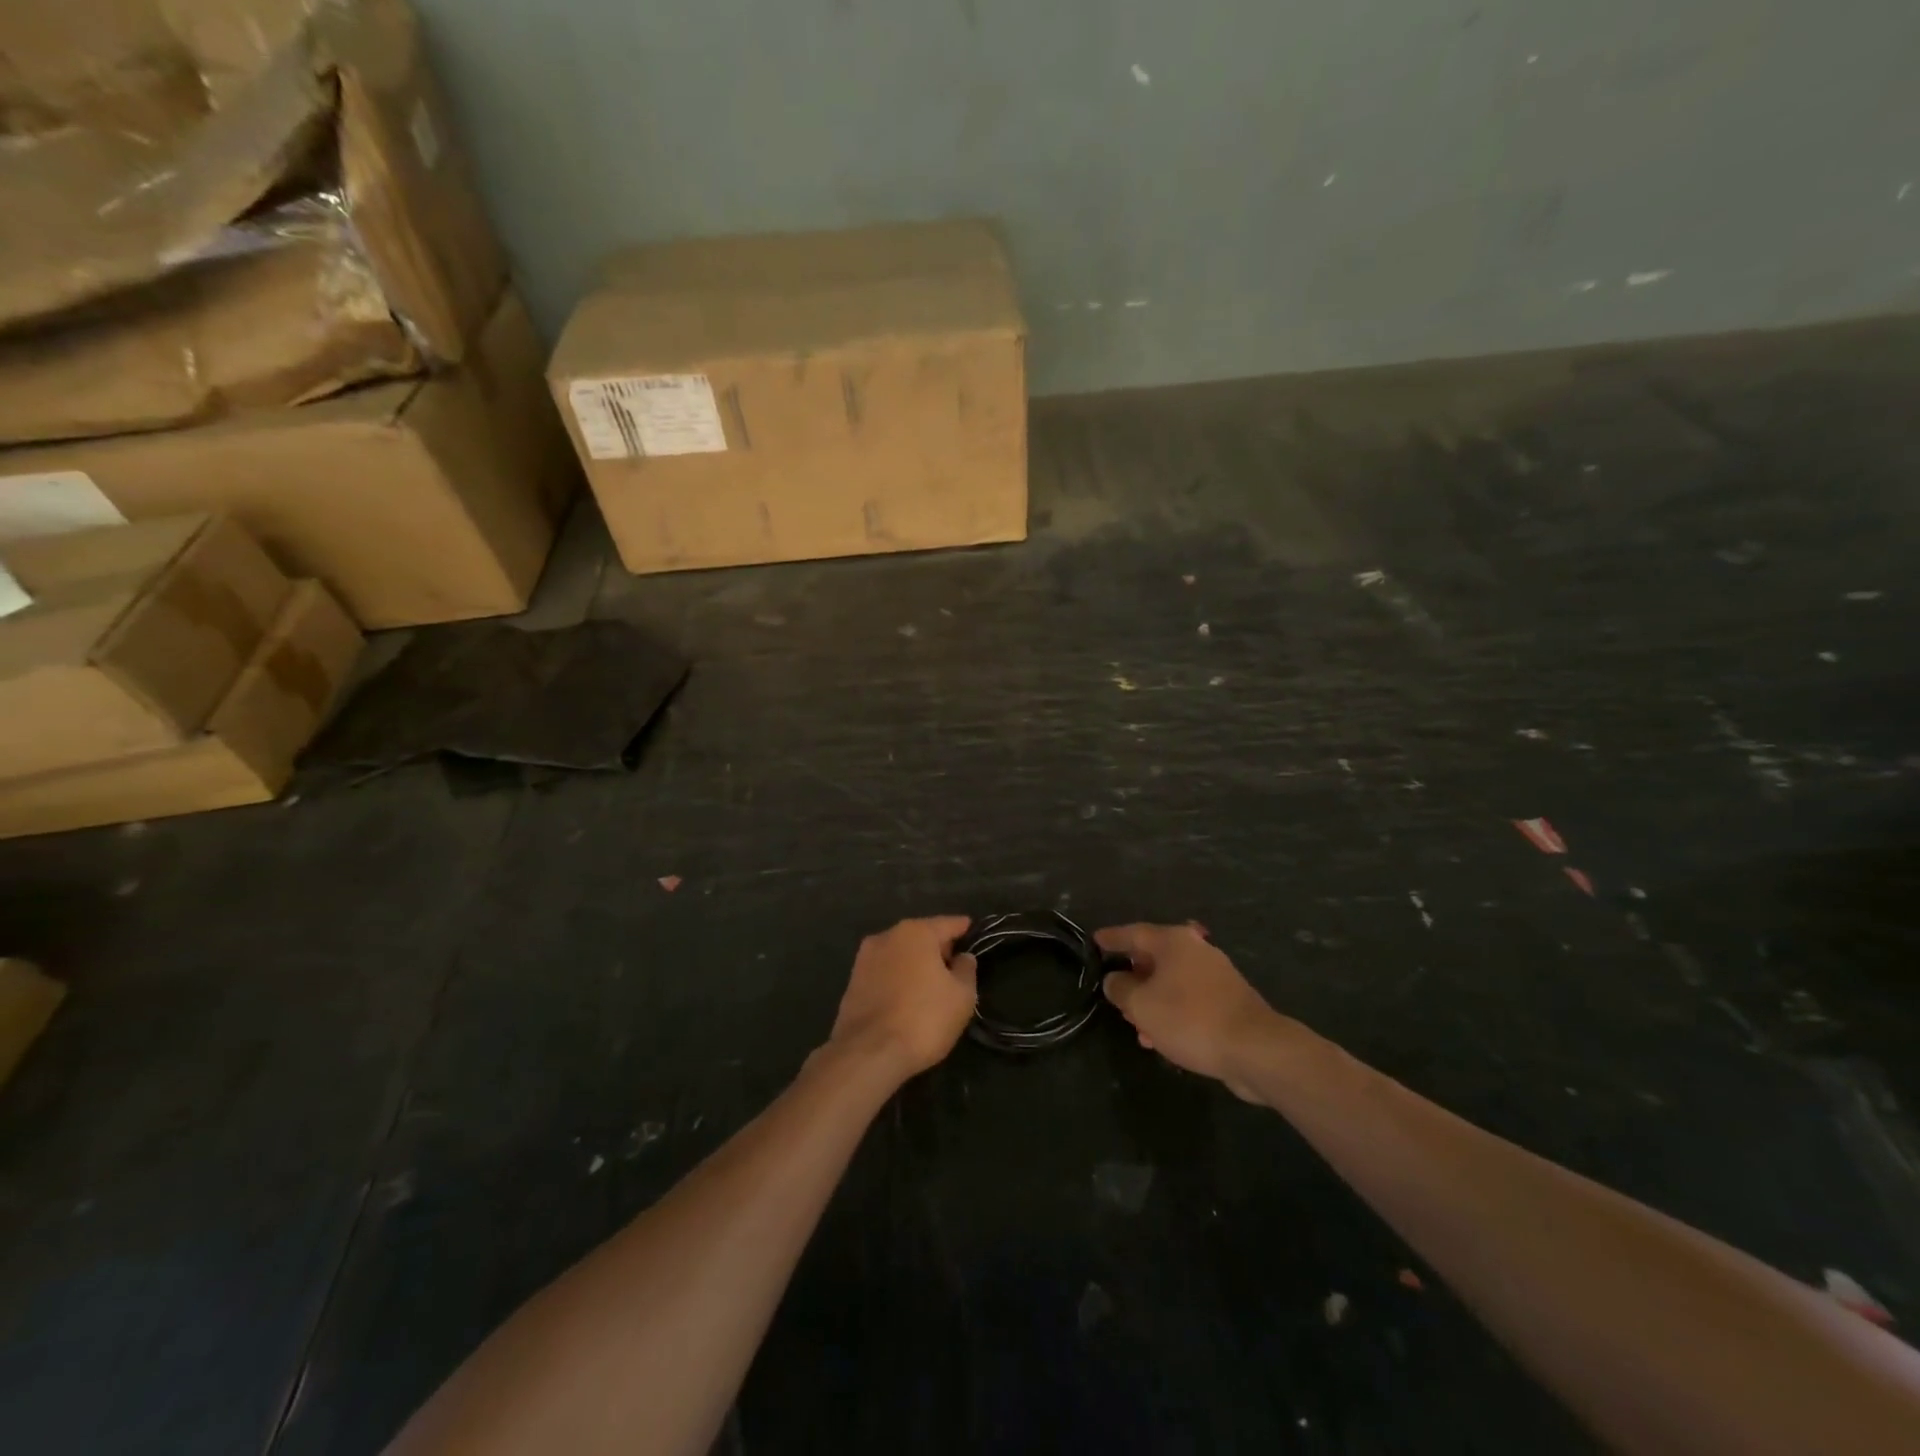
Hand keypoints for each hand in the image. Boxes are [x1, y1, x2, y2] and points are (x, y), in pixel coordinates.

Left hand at [827, 917, 977, 1080]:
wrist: (868, 1053)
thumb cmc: (924, 1018)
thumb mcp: (962, 996)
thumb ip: (966, 969)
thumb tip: (962, 957)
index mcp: (916, 931)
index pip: (949, 923)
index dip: (965, 930)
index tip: (975, 935)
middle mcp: (887, 936)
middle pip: (922, 936)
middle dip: (939, 949)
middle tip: (956, 969)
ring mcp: (865, 958)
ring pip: (900, 954)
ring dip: (916, 965)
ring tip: (931, 988)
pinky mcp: (852, 982)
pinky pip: (885, 973)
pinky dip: (898, 980)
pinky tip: (907, 1000)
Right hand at [1095, 923, 1288, 1100]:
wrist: (1255, 1050)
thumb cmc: (1190, 1019)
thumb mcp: (1141, 1005)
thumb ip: (1120, 989)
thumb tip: (1115, 980)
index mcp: (1174, 942)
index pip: (1133, 932)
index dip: (1112, 938)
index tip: (1095, 941)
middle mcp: (1196, 951)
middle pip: (1155, 958)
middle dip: (1133, 977)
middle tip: (1115, 993)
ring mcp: (1216, 976)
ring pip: (1172, 983)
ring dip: (1152, 1002)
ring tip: (1136, 1026)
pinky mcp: (1228, 1002)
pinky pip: (1189, 1002)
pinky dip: (1172, 1014)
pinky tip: (1162, 1039)